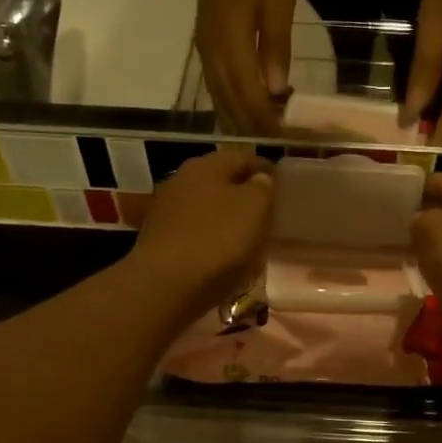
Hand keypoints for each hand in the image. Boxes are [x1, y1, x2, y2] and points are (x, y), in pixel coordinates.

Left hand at [131, 150, 274, 313]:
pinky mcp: (157, 240)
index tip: (284, 187)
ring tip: (246, 236)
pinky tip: (220, 255)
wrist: (166, 285)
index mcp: (206, 165)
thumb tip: (259, 180)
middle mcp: (181, 180)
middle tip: (266, 212)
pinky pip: (193, 232)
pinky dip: (209, 238)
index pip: (243, 157)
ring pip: (205, 206)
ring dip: (225, 217)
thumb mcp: (256, 208)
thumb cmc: (219, 240)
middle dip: (243, 193)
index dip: (266, 169)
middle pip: (220, 181)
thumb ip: (263, 187)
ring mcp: (165, 211)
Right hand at [196, 0, 296, 135]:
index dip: (263, 120)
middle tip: (272, 149)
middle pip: (229, 101)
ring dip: (237, 119)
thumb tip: (276, 89)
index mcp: (231, 41)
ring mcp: (205, 48)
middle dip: (250, 127)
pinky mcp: (205, 43)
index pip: (247, 93)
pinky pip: (215, 84)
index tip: (280, 142)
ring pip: (219, 96)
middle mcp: (212, 51)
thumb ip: (276, 44)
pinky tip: (240, 113)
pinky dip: (229, 103)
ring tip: (257, 140)